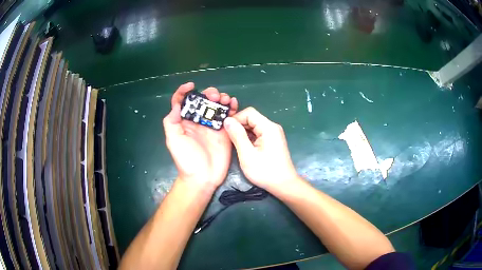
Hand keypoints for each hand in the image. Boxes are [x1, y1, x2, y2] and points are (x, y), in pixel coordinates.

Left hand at [163, 82, 237, 190]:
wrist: (202, 178)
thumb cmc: (186, 160)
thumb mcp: (173, 141)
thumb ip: (172, 122)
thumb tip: (177, 104)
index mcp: (184, 122)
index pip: (182, 102)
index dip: (184, 92)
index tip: (191, 85)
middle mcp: (199, 121)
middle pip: (203, 101)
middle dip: (208, 94)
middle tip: (214, 96)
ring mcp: (212, 126)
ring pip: (216, 106)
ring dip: (221, 99)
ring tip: (225, 99)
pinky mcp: (225, 132)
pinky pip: (229, 117)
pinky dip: (232, 108)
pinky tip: (234, 104)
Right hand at [223, 107, 298, 191]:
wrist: (283, 185)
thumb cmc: (265, 171)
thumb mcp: (247, 154)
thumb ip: (237, 136)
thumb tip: (227, 120)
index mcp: (268, 127)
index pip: (249, 113)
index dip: (236, 119)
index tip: (226, 130)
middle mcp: (272, 127)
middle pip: (252, 118)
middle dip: (238, 125)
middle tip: (228, 138)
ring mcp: (273, 134)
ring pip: (254, 126)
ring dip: (242, 132)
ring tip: (234, 143)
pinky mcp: (272, 141)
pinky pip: (257, 133)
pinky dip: (248, 137)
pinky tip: (243, 147)